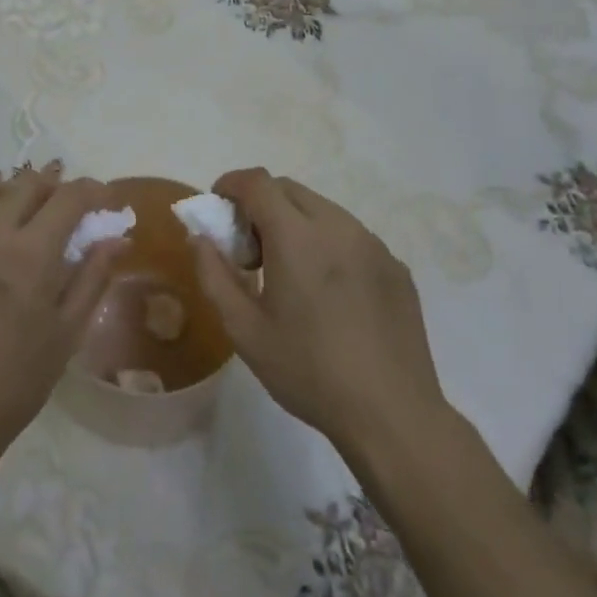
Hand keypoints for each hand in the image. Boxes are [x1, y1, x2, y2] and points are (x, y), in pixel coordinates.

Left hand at [0, 165, 121, 479]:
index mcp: (30, 252)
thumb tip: (118, 238)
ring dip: (12, 189)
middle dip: (55, 185)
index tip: (108, 200)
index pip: (69, 196)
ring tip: (26, 212)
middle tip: (70, 207)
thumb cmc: (15, 382)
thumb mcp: (67, 333)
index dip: (95, 190)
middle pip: (27, 182)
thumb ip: (93, 277)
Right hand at [191, 168, 457, 459]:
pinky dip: (328, 244)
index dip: (231, 184)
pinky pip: (351, 236)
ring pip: (323, 209)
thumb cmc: (308, 371)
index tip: (218, 208)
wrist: (392, 414)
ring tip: (290, 272)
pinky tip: (329, 292)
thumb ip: (213, 275)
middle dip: (261, 204)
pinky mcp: (396, 266)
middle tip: (250, 249)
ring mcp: (373, 244)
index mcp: (297, 236)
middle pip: (289, 190)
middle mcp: (338, 226)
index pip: (257, 182)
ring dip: (295, 222)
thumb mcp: (244, 330)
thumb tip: (199, 237)